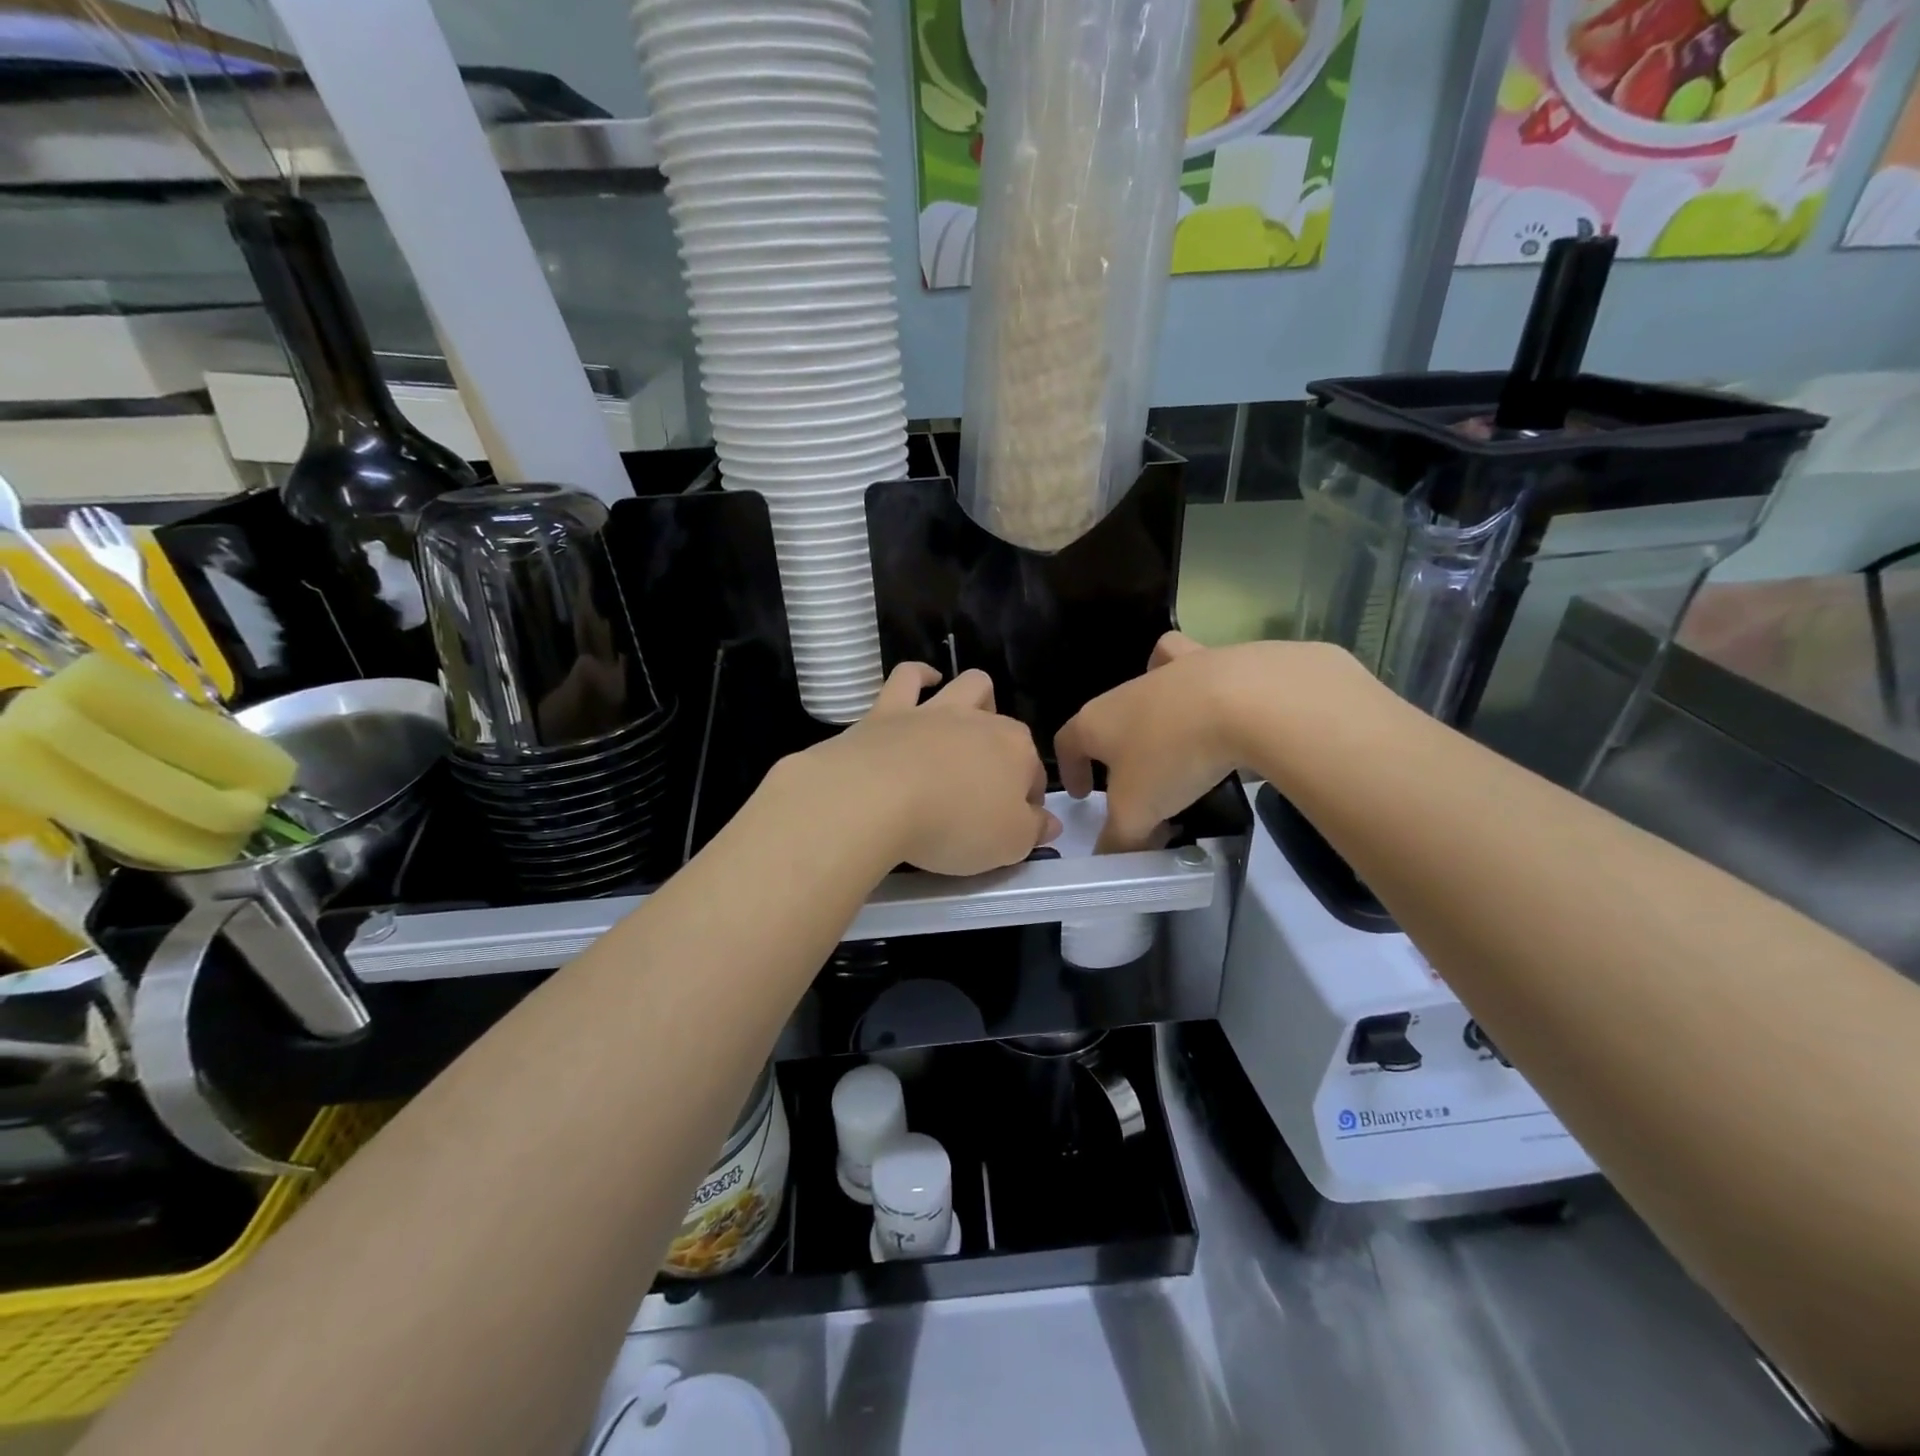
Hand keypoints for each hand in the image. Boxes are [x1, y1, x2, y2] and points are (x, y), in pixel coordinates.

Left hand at [791, 664, 1059, 875]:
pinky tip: (924, 681)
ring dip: (976, 699)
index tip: (1014, 824)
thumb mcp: (1008, 844)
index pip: (1033, 774)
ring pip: (969, 686)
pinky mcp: (890, 710)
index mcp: (1016, 752)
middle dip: (1006, 749)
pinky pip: (909, 677)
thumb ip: (1033, 831)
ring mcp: (935, 711)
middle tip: (987, 784)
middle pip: (1006, 727)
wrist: (878, 798)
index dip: (1028, 799)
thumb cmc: (955, 825)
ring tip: (968, 723)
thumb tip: (1050, 822)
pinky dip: (920, 676)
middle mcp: (981, 722)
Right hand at [1056, 633, 1358, 850]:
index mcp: (1097, 722)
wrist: (1244, 701)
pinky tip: (1210, 699)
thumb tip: (1109, 858)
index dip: (1070, 770)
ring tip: (1170, 735)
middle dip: (1112, 748)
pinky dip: (1193, 679)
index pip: (1067, 742)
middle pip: (1107, 717)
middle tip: (1131, 781)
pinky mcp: (1214, 659)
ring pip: (1145, 681)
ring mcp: (1169, 670)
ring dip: (1149, 708)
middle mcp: (1126, 690)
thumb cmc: (1172, 757)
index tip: (1082, 794)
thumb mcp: (1138, 812)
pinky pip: (1191, 664)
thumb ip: (1119, 839)